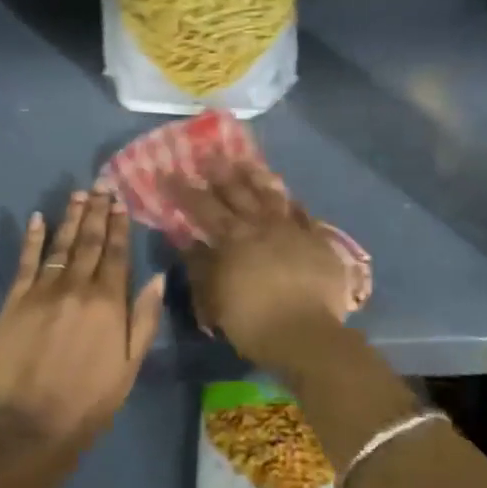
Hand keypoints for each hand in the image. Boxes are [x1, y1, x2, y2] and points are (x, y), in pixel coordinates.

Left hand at [0, 191, 164, 452]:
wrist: (31, 426)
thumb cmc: (90, 400)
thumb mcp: (130, 365)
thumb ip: (144, 318)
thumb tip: (158, 277)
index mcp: (108, 302)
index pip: (117, 253)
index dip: (119, 225)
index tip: (120, 202)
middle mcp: (77, 287)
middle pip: (90, 242)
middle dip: (97, 212)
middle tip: (100, 186)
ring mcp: (43, 291)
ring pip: (61, 245)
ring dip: (71, 218)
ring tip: (78, 195)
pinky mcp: (15, 301)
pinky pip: (26, 261)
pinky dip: (32, 238)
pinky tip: (38, 219)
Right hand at [169, 160, 352, 375]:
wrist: (307, 334)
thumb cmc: (253, 322)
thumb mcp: (214, 298)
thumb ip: (201, 266)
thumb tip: (187, 241)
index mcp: (233, 238)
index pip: (203, 207)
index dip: (184, 189)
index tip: (168, 172)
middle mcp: (262, 225)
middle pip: (239, 191)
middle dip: (220, 171)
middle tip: (208, 153)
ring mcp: (292, 230)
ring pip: (272, 195)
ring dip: (258, 177)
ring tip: (247, 162)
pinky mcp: (318, 241)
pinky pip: (303, 215)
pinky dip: (293, 203)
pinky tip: (289, 197)